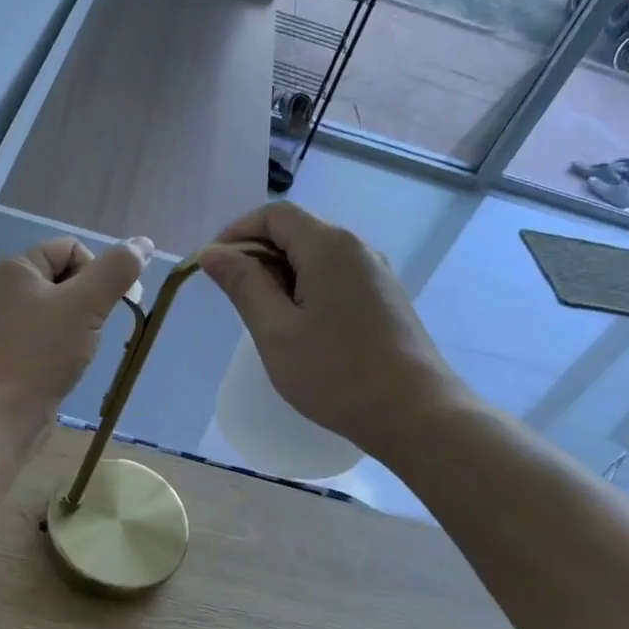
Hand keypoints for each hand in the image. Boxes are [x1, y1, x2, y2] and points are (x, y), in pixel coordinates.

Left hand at [0, 236, 152, 419]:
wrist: (8, 411)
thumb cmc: (44, 351)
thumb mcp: (87, 303)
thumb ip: (117, 270)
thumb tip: (143, 244)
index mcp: (15, 266)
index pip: (72, 248)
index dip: (94, 273)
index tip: (96, 306)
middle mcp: (7, 286)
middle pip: (68, 275)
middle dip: (89, 299)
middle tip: (88, 328)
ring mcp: (9, 318)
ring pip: (64, 305)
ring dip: (82, 322)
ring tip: (77, 346)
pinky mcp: (16, 346)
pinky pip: (53, 329)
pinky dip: (67, 340)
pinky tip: (67, 360)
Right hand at [200, 202, 466, 457]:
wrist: (415, 414)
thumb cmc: (336, 373)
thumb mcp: (275, 330)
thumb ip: (243, 285)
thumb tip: (213, 253)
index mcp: (329, 246)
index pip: (275, 215)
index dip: (237, 233)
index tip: (213, 268)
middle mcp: (356, 248)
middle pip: (296, 232)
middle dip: (257, 256)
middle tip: (235, 300)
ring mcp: (375, 274)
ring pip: (316, 257)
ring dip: (281, 276)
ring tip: (265, 320)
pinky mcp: (384, 299)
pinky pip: (335, 278)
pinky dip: (306, 290)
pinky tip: (300, 330)